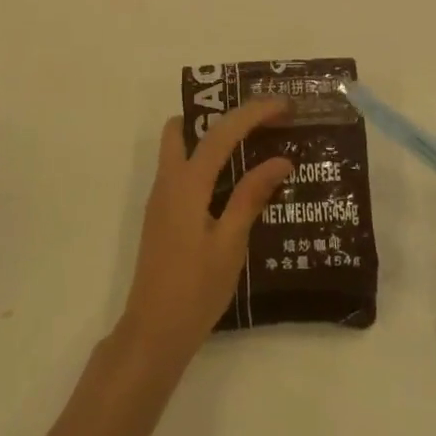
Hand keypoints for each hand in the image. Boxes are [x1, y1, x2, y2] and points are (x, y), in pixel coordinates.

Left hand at [118, 98, 292, 366]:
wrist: (154, 332)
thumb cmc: (196, 289)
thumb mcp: (230, 243)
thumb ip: (251, 197)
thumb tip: (280, 160)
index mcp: (186, 184)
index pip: (220, 133)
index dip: (252, 113)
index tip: (282, 104)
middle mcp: (168, 182)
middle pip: (183, 128)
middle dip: (217, 114)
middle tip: (256, 120)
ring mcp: (161, 198)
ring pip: (181, 149)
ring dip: (211, 138)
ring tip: (252, 146)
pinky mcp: (163, 215)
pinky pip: (183, 172)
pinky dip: (207, 163)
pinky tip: (235, 183)